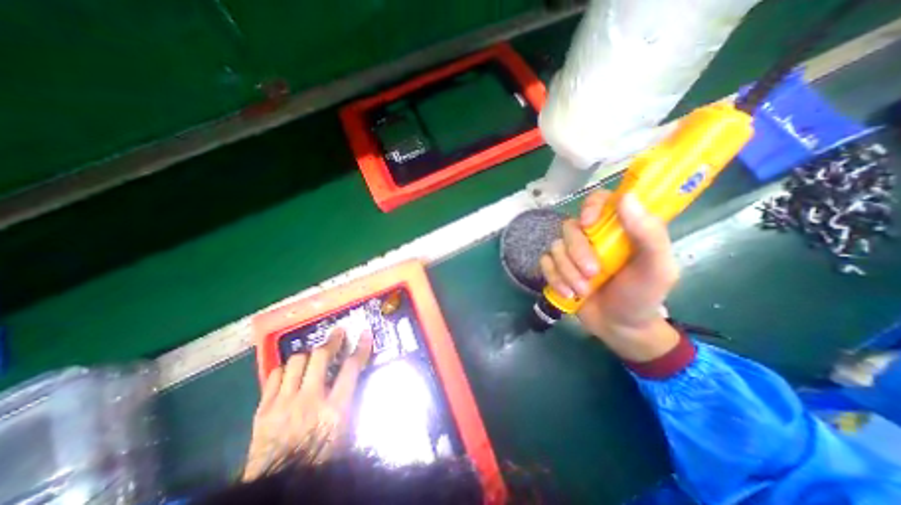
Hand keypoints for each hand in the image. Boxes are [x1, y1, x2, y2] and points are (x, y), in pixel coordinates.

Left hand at [243, 326, 372, 478]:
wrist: (279, 487)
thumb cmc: (320, 459)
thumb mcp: (345, 431)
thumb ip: (349, 401)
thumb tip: (352, 377)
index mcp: (334, 410)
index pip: (351, 368)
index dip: (360, 348)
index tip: (364, 334)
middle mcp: (309, 400)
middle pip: (321, 357)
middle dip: (332, 341)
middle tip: (337, 334)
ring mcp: (283, 404)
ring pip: (296, 361)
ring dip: (308, 354)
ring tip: (313, 354)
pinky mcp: (263, 410)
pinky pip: (274, 376)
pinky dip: (285, 369)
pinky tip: (290, 372)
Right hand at [541, 192, 682, 360]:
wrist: (619, 327)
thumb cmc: (642, 296)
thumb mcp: (657, 268)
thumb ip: (649, 234)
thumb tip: (626, 197)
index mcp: (618, 229)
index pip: (599, 200)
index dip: (590, 206)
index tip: (588, 223)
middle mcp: (592, 236)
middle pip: (570, 227)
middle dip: (578, 252)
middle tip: (593, 274)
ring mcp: (572, 252)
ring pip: (555, 247)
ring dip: (567, 271)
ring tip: (583, 290)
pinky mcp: (558, 267)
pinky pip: (545, 263)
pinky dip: (554, 278)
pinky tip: (568, 293)